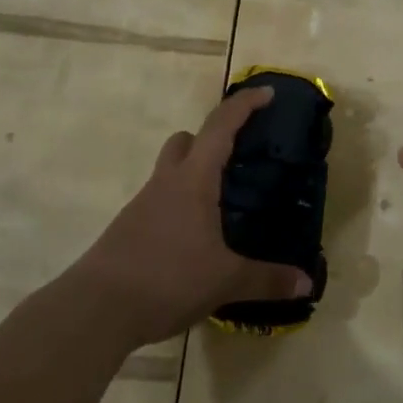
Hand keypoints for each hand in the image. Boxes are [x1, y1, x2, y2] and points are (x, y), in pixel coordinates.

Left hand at [67, 86, 313, 348]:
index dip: (245, 105)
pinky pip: (160, 203)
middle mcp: (166, 183)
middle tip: (239, 158)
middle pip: (186, 141)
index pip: (221, 127)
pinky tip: (196, 239)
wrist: (96, 309)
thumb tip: (306, 282)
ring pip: (170, 172)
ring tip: (223, 205)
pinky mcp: (129, 229)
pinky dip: (181, 206)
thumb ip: (267, 279)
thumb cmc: (167, 279)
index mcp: (193, 180)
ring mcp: (143, 205)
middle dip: (212, 139)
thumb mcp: (225, 281)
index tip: (267, 93)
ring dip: (195, 174)